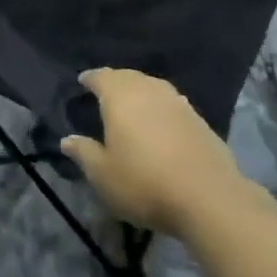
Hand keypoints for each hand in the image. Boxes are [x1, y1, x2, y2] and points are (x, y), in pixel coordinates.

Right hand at [60, 68, 255, 234]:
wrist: (209, 199)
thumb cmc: (144, 183)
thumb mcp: (102, 174)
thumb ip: (84, 153)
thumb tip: (67, 140)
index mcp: (120, 98)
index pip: (102, 77)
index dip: (91, 78)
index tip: (83, 82)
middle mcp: (150, 91)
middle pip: (129, 77)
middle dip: (115, 81)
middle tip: (104, 91)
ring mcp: (179, 104)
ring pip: (153, 87)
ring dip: (140, 91)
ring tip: (131, 104)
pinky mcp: (200, 121)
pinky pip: (172, 103)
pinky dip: (160, 107)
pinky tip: (159, 122)